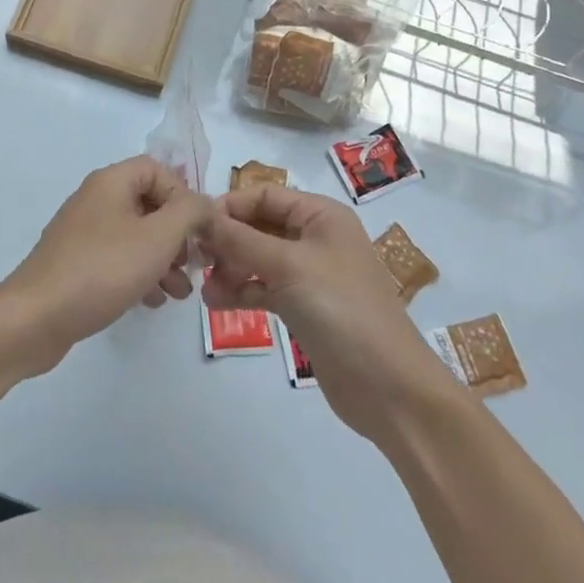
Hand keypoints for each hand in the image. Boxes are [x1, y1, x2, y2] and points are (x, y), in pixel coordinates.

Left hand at [0, 157, 208, 375]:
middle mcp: (95, 199)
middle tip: (193, 265)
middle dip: (177, 234)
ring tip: (179, 293)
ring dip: (163, 259)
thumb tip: (204, 203)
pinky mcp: (76, 262)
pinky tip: (152, 301)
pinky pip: (117, 258)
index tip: (197, 229)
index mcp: (111, 182)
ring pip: (135, 235)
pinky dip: (139, 274)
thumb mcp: (158, 237)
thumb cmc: (102, 269)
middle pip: (148, 203)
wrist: (36, 317)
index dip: (182, 195)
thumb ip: (190, 213)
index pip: (157, 169)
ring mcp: (83, 232)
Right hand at [202, 185, 446, 444]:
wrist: (388, 387)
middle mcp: (315, 237)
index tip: (195, 226)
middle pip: (259, 226)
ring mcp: (309, 274)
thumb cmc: (341, 310)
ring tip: (205, 290)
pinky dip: (241, 290)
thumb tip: (199, 217)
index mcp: (321, 215)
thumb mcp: (288, 266)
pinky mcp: (303, 306)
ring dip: (230, 268)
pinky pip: (264, 287)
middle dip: (227, 240)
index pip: (265, 195)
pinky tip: (217, 303)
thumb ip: (240, 240)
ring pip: (258, 258)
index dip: (230, 206)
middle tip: (196, 261)